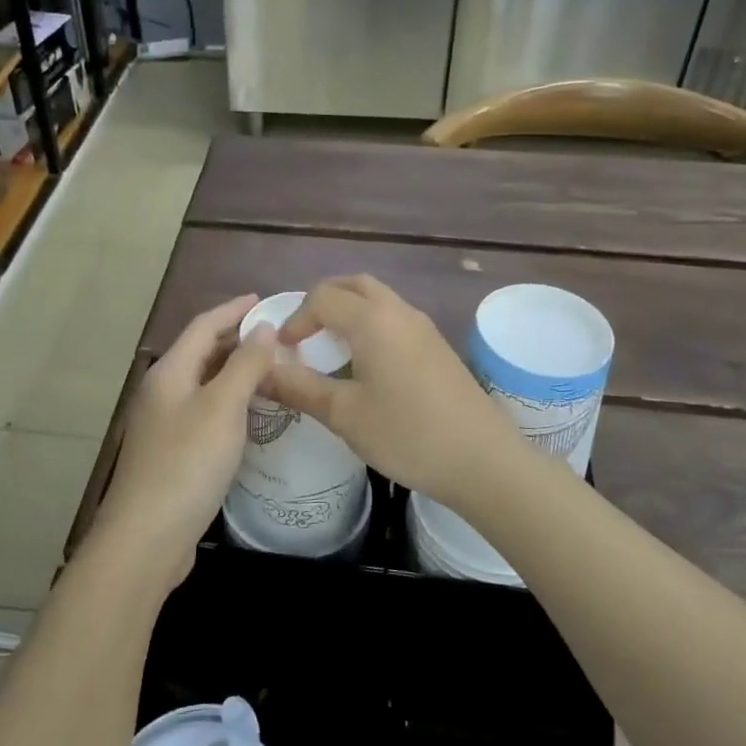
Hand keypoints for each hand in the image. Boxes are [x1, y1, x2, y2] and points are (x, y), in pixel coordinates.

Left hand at [87, 294, 280, 590]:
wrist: (147, 537)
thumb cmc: (187, 463)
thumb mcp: (223, 408)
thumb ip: (245, 365)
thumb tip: (265, 328)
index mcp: (169, 373)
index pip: (203, 326)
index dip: (233, 310)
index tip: (264, 299)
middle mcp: (163, 392)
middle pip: (201, 353)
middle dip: (236, 340)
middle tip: (277, 337)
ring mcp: (165, 425)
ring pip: (204, 384)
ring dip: (235, 372)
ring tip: (272, 370)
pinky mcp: (173, 454)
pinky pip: (206, 412)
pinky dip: (230, 403)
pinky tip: (252, 415)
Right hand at [262, 275, 525, 511]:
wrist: (484, 460)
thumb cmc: (408, 434)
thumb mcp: (345, 414)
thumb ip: (299, 388)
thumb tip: (261, 373)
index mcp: (372, 320)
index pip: (322, 297)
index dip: (296, 319)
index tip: (283, 352)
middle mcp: (399, 311)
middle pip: (354, 285)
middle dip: (322, 301)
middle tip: (304, 334)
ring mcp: (424, 327)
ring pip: (378, 299)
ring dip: (349, 311)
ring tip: (330, 348)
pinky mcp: (438, 347)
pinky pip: (395, 318)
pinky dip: (371, 325)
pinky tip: (366, 364)